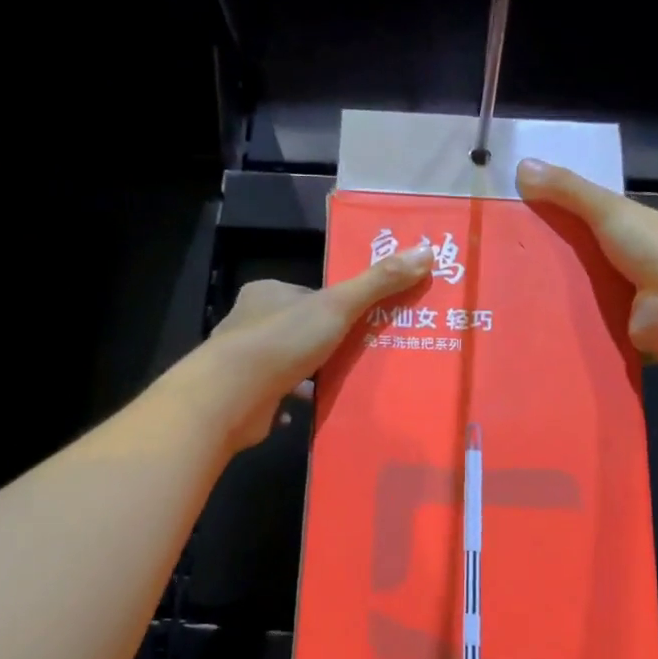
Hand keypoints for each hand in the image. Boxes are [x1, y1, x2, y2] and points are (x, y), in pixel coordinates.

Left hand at [170, 242, 435, 452]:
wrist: (232, 395)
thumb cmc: (283, 341)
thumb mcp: (337, 306)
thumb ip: (378, 282)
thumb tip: (425, 251)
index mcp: (267, 293)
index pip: (310, 294)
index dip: (337, 306)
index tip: (364, 321)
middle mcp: (250, 321)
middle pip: (299, 328)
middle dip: (327, 341)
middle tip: (363, 354)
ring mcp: (245, 361)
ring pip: (288, 362)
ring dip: (312, 373)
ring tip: (347, 382)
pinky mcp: (245, 395)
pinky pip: (277, 394)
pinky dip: (295, 400)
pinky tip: (317, 407)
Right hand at [515, 157, 657, 366]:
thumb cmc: (651, 248)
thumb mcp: (607, 209)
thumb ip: (568, 190)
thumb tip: (522, 165)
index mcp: (636, 229)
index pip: (592, 221)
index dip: (560, 220)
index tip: (522, 224)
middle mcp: (635, 263)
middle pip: (585, 261)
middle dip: (554, 264)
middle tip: (509, 268)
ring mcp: (631, 300)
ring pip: (585, 296)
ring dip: (559, 299)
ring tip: (515, 301)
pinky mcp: (624, 331)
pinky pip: (590, 328)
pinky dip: (570, 328)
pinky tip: (538, 329)